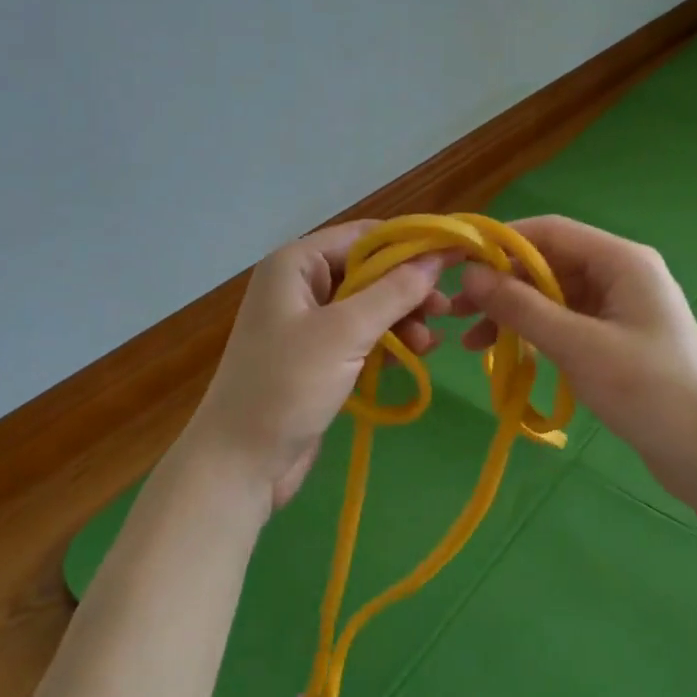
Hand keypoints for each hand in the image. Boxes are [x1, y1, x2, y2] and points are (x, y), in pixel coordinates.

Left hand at [180, 221, 449, 519]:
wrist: (240, 461)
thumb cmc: (287, 385)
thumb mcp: (345, 332)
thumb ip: (394, 292)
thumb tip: (436, 258)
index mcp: (296, 263)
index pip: (364, 235)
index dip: (411, 243)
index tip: (456, 255)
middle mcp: (301, 285)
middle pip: (369, 271)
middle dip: (408, 289)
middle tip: (446, 310)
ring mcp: (308, 323)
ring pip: (369, 306)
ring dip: (403, 319)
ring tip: (431, 343)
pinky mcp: (318, 358)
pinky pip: (362, 337)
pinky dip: (389, 342)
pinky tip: (417, 355)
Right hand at [454, 215, 696, 482]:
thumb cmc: (647, 390)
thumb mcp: (578, 346)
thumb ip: (522, 307)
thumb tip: (469, 275)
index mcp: (621, 260)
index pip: (550, 232)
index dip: (501, 242)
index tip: (457, 261)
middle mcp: (620, 273)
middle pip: (548, 264)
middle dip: (502, 285)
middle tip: (456, 311)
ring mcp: (618, 306)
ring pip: (552, 295)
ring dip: (513, 313)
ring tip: (470, 341)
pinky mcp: (614, 337)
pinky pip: (565, 321)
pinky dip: (534, 333)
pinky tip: (505, 353)